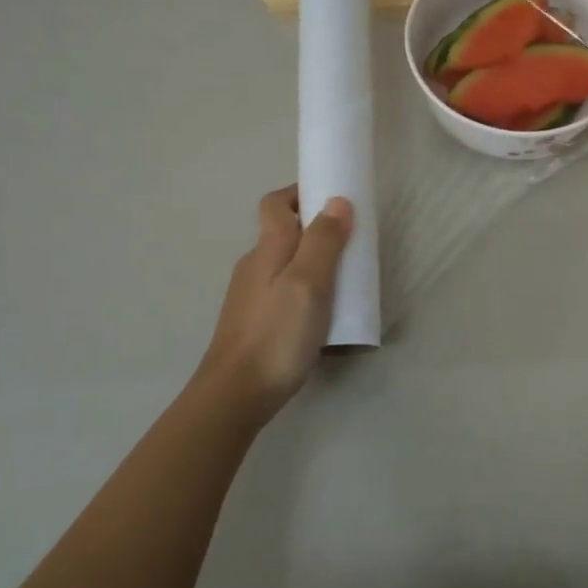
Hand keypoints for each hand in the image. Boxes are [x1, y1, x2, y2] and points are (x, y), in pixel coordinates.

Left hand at [202, 187, 353, 415]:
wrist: (235, 395)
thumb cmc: (276, 335)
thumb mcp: (308, 284)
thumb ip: (323, 242)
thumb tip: (337, 201)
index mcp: (267, 249)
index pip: (275, 204)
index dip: (300, 193)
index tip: (333, 196)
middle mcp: (255, 266)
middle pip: (283, 232)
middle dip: (316, 228)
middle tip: (352, 239)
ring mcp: (252, 295)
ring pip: (285, 263)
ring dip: (314, 259)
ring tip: (345, 275)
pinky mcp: (256, 321)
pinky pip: (285, 289)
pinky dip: (306, 287)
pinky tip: (324, 310)